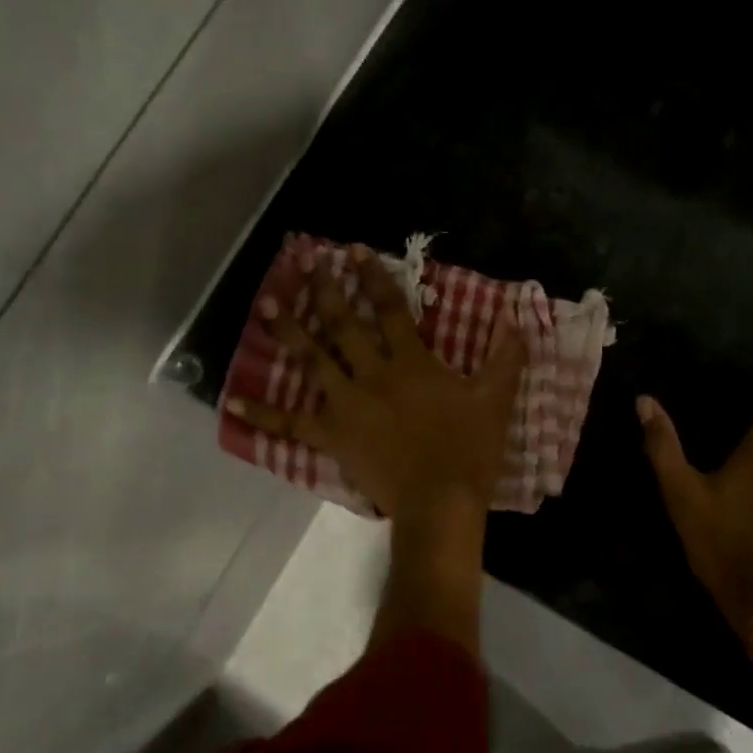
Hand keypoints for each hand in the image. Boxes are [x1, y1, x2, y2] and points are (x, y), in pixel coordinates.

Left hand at [227, 244, 524, 517]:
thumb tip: (518, 319)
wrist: (440, 502)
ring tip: (267, 304)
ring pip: (312, 361)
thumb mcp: (495, 400)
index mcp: (411, 363)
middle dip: (324, 290)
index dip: (371, 277)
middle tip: (305, 263)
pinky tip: (234, 404)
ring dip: (289, 331)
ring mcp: (346, 405)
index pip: (389, 309)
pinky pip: (291, 424)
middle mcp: (373, 375)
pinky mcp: (331, 436)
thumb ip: (505, 357)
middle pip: (344, 325)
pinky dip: (263, 416)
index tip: (352, 251)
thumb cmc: (469, 450)